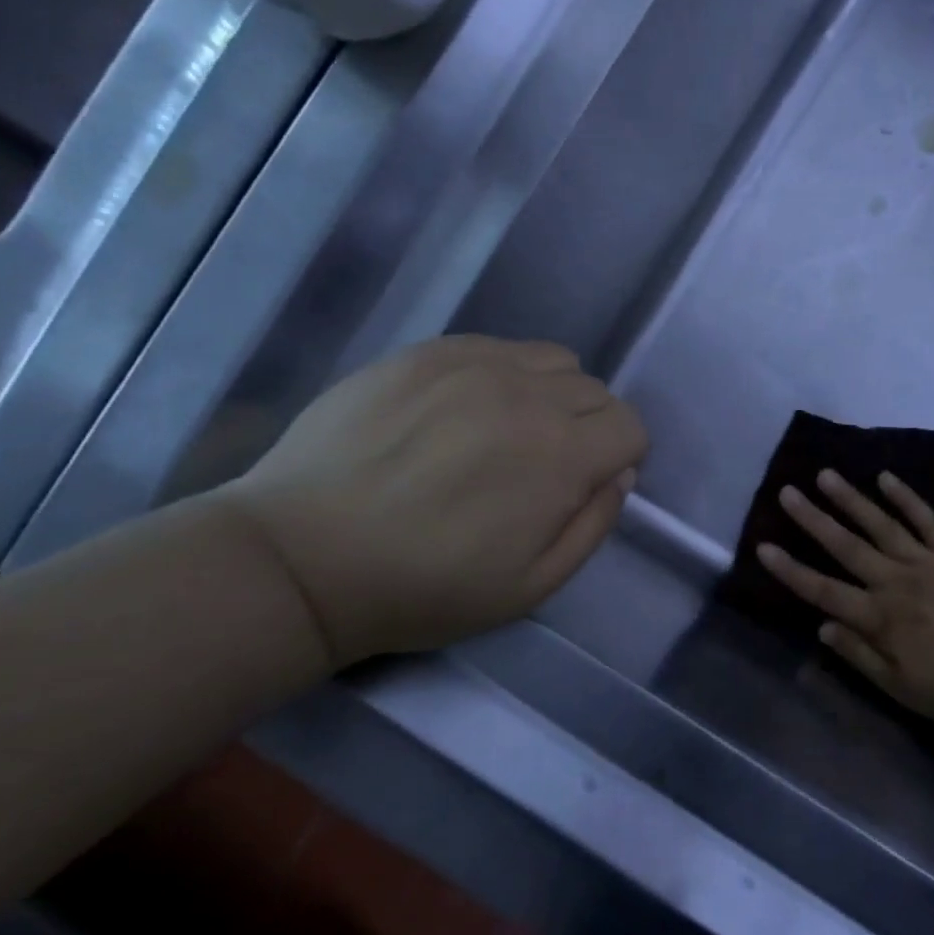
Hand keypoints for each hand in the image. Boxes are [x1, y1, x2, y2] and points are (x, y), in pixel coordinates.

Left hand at [218, 336, 646, 666]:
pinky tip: (464, 411)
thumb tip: (619, 475)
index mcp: (559, 455)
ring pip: (554, 360)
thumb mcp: (530, 588)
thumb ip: (593, 526)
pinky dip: (505, 374)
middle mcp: (527, 394)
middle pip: (596, 392)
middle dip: (589, 429)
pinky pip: (499, 346)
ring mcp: (474, 363)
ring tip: (508, 431)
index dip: (620, 459)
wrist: (303, 557)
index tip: (586, 485)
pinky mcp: (428, 351)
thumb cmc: (422, 587)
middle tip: (543, 467)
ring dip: (552, 395)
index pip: (630, 427)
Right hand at [758, 470, 933, 732]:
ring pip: (881, 525)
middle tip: (788, 492)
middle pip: (846, 546)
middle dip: (813, 518)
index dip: (791, 569)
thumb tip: (822, 626)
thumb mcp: (901, 688)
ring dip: (851, 499)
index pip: (824, 590)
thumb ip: (859, 655)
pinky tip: (886, 478)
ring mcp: (928, 563)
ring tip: (826, 475)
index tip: (764, 546)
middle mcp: (897, 582)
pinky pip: (928, 520)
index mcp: (880, 618)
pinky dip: (907, 498)